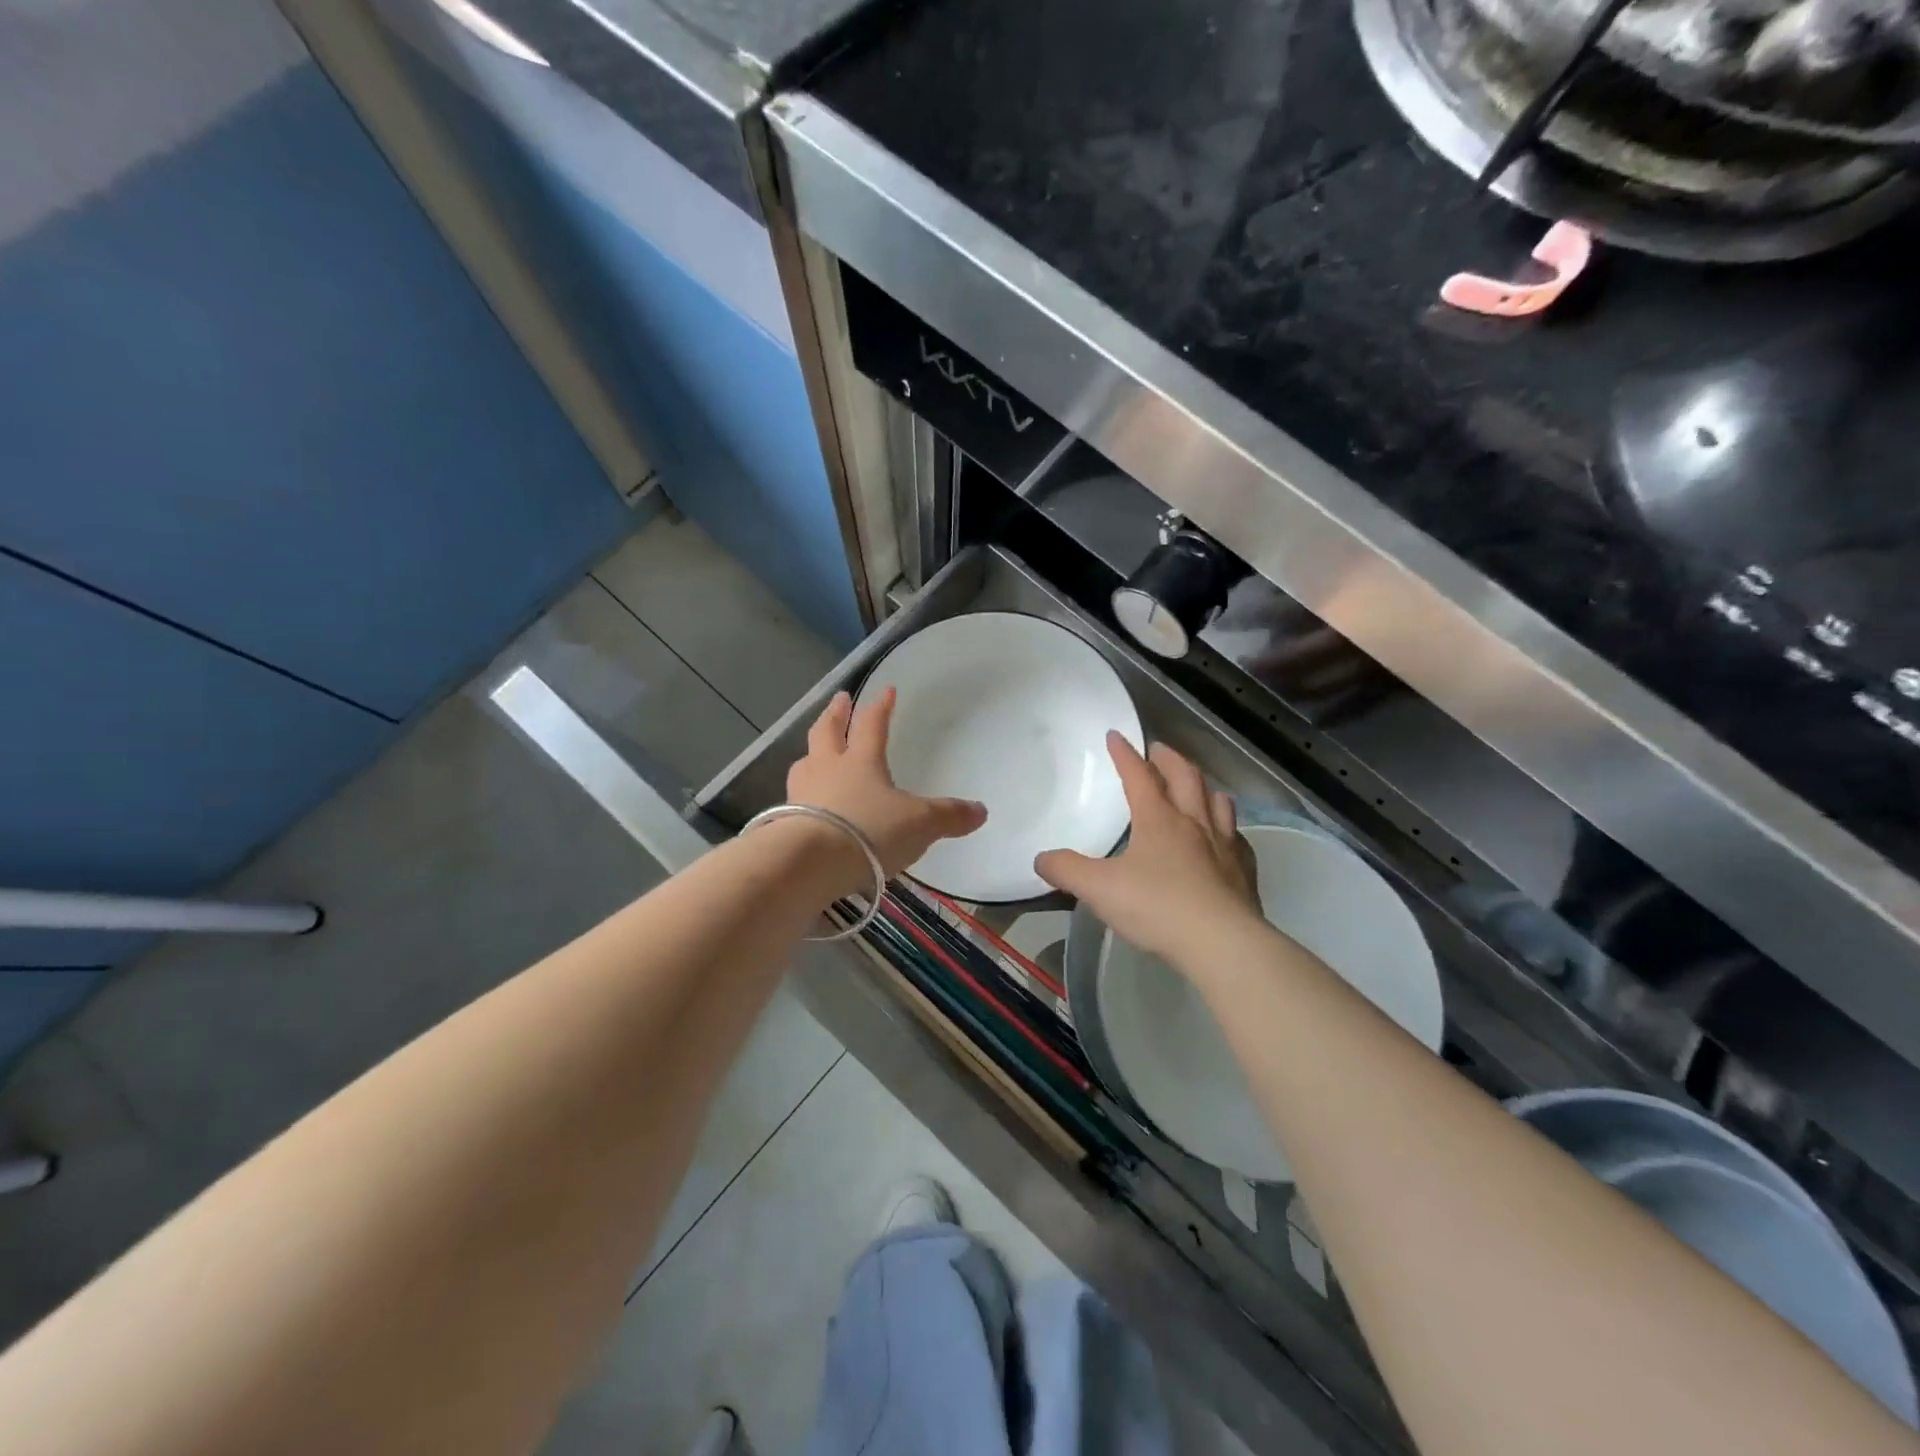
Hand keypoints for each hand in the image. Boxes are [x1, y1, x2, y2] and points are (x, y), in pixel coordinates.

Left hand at [785, 688, 987, 877]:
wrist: (808, 863)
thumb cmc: (868, 831)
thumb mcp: (919, 824)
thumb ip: (948, 816)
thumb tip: (981, 811)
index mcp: (861, 761)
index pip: (873, 725)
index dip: (881, 707)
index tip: (886, 690)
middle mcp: (827, 769)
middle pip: (828, 732)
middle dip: (836, 714)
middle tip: (839, 700)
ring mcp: (801, 793)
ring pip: (805, 763)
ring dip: (812, 753)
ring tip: (814, 752)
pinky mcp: (783, 821)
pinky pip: (795, 798)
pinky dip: (802, 794)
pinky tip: (806, 804)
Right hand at [1035, 735, 1260, 963]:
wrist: (1221, 942)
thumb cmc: (1156, 907)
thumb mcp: (1099, 889)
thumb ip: (1067, 870)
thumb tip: (1042, 859)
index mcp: (1158, 819)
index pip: (1139, 775)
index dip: (1125, 754)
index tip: (1116, 735)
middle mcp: (1194, 822)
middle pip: (1185, 777)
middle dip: (1169, 759)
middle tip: (1158, 750)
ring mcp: (1224, 845)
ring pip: (1217, 802)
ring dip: (1203, 787)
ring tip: (1195, 786)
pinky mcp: (1243, 872)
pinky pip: (1238, 838)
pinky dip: (1229, 828)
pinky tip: (1226, 837)